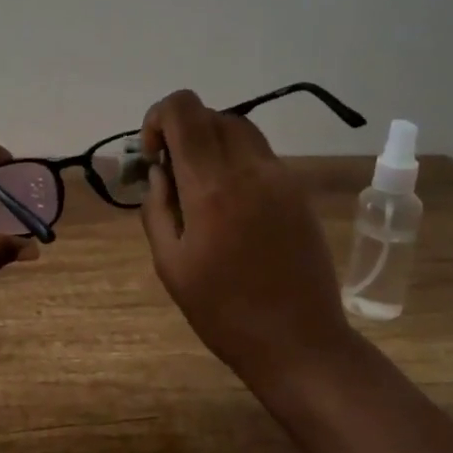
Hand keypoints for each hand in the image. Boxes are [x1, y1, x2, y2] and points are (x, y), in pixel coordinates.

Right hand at [139, 90, 357, 393]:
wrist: (299, 342)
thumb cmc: (223, 311)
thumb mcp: (170, 265)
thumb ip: (157, 208)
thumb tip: (160, 172)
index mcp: (211, 187)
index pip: (184, 110)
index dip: (158, 118)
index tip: (154, 157)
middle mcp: (249, 169)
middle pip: (212, 114)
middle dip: (184, 132)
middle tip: (173, 174)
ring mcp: (281, 178)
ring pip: (240, 129)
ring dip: (212, 143)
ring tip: (201, 186)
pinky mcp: (298, 193)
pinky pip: (261, 156)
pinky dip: (237, 161)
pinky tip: (231, 205)